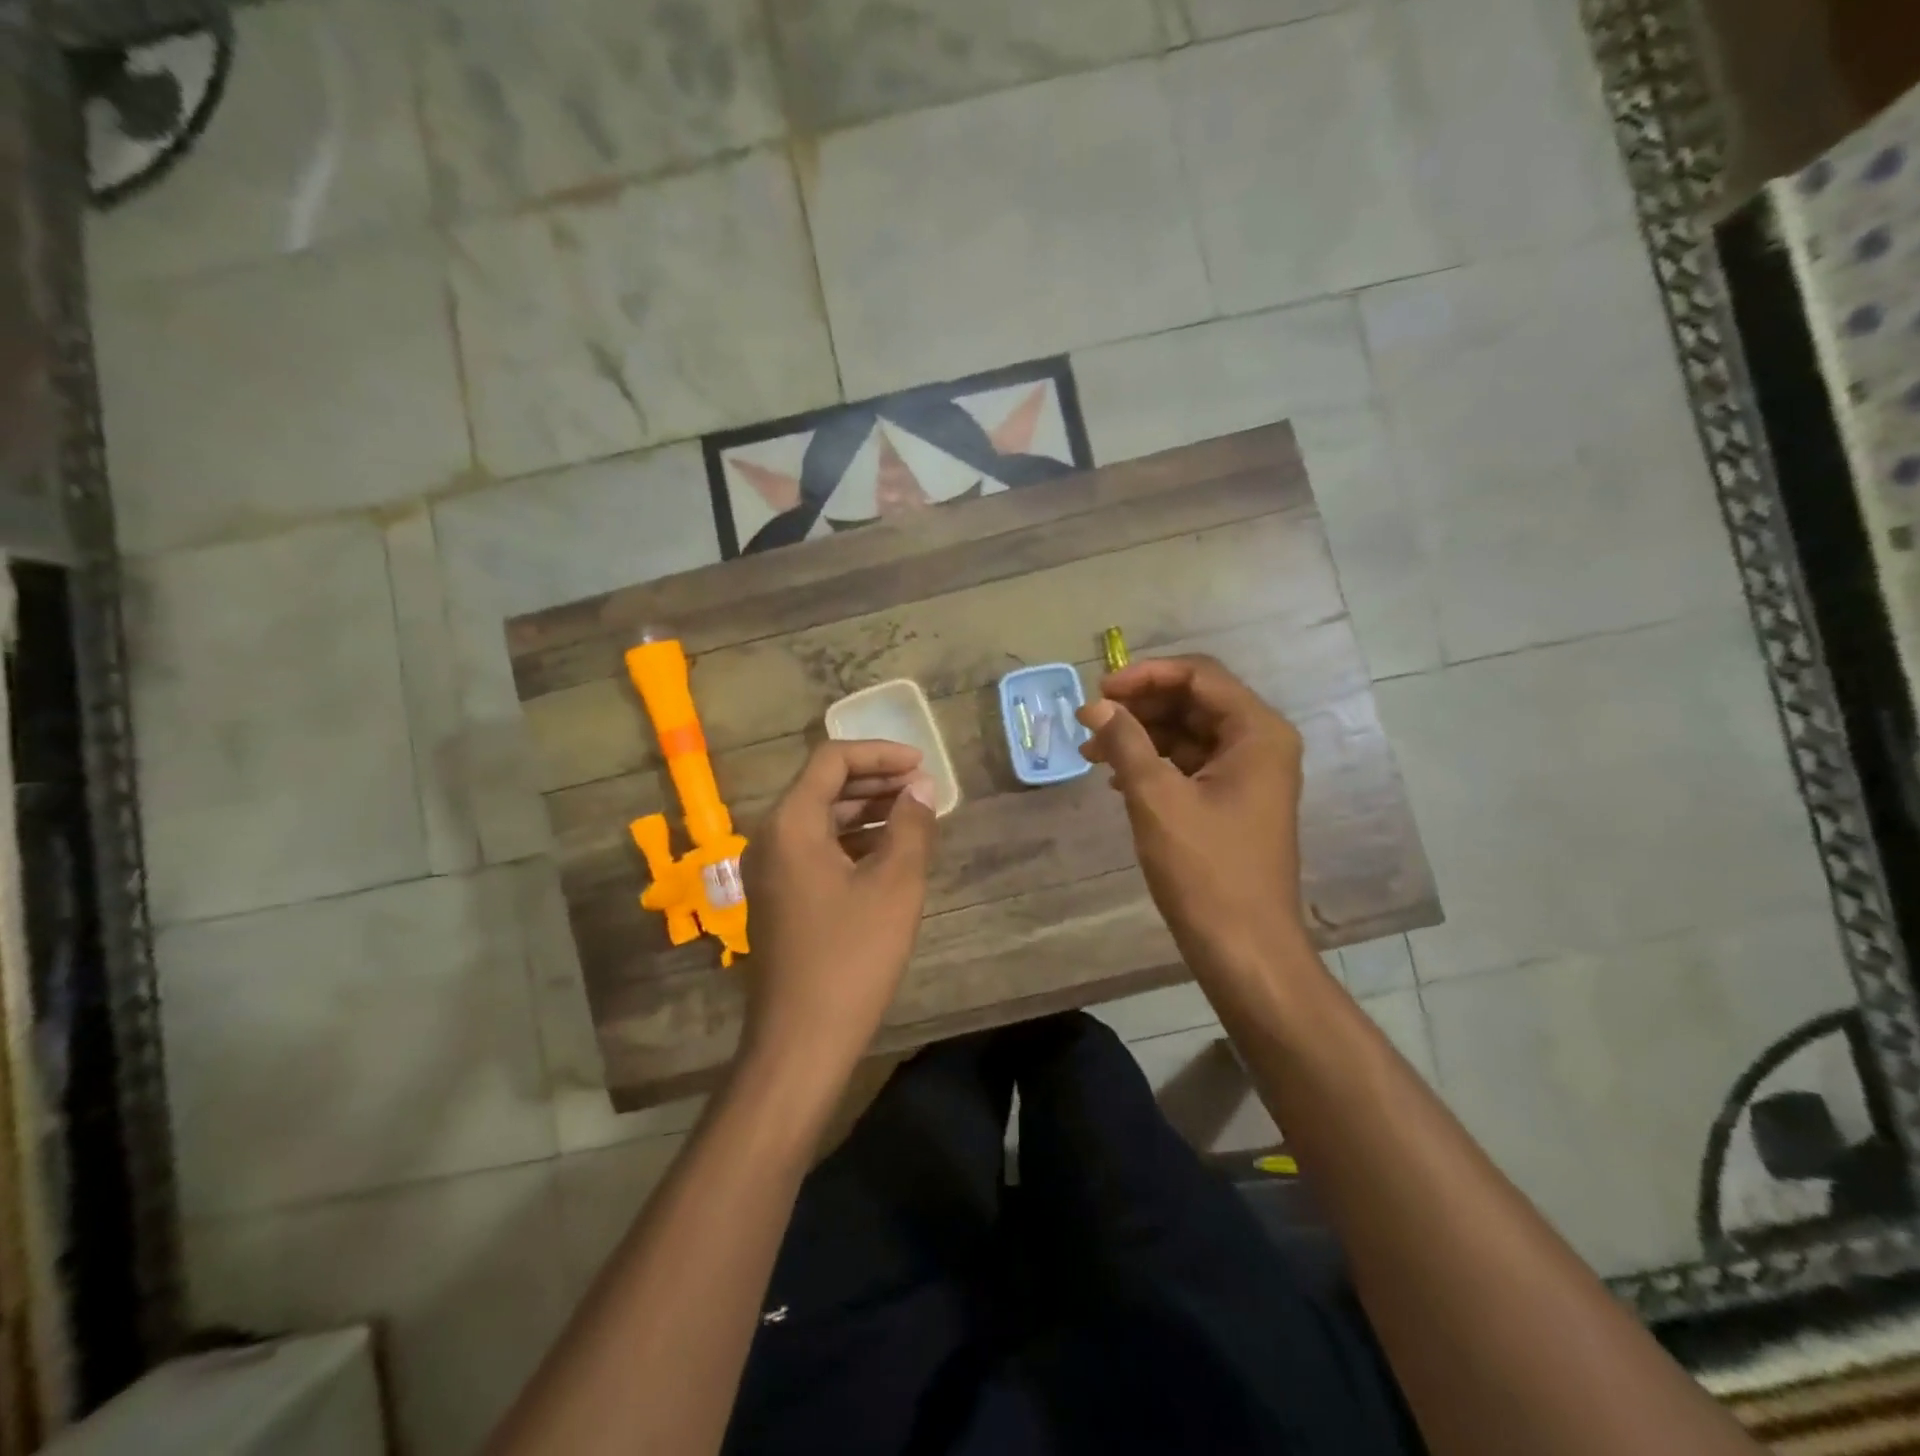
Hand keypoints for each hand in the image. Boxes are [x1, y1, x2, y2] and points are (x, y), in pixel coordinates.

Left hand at [739, 740, 938, 1089]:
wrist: (800, 1041)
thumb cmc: (851, 958)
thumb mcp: (895, 886)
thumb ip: (911, 826)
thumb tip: (921, 787)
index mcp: (791, 824)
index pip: (832, 760)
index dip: (880, 753)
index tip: (922, 765)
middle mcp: (771, 837)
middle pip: (824, 786)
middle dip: (875, 779)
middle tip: (923, 788)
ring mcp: (771, 870)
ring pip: (821, 818)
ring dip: (866, 810)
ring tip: (914, 815)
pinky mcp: (779, 897)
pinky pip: (816, 849)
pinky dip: (852, 840)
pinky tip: (888, 853)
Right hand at [1078, 655, 1309, 979]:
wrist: (1244, 948)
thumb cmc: (1205, 870)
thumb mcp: (1157, 798)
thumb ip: (1126, 742)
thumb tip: (1097, 707)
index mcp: (1257, 732)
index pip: (1198, 675)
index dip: (1144, 676)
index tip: (1098, 692)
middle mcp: (1260, 743)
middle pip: (1194, 701)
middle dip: (1139, 707)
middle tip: (1090, 722)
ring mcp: (1249, 774)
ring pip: (1188, 733)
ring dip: (1141, 736)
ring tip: (1092, 752)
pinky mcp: (1234, 801)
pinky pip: (1190, 764)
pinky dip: (1154, 764)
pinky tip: (1117, 780)